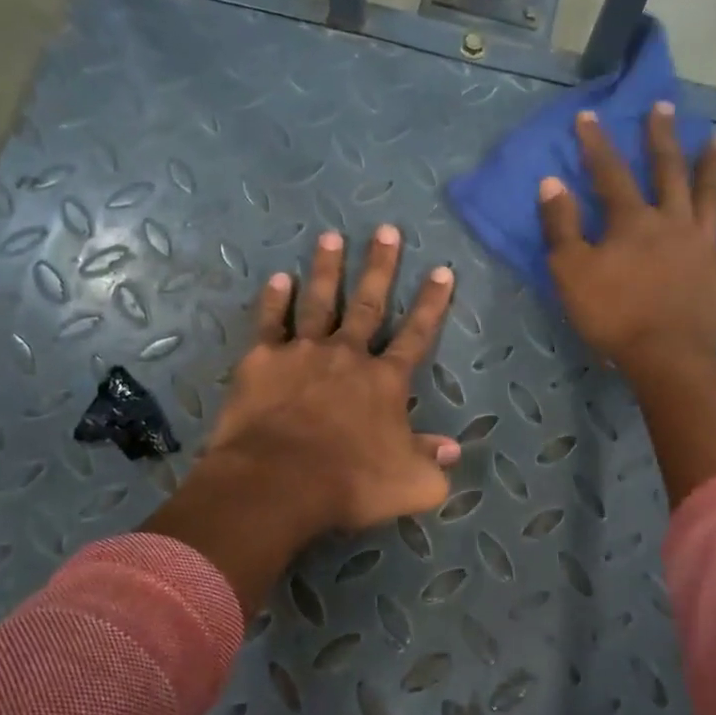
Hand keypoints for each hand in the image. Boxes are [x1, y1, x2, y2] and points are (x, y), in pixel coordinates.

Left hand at [207, 226, 459, 532]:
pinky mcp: (262, 362)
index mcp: (385, 381)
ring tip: (331, 237)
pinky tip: (278, 279)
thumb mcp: (411, 484)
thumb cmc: (351, 482)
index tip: (442, 270)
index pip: (417, 335)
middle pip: (369, 304)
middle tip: (386, 230)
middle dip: (380, 267)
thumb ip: (432, 462)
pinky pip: (270, 323)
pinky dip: (274, 300)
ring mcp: (303, 353)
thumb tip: (452, 449)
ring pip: (319, 302)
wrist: (279, 481)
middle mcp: (347, 356)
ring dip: (327, 270)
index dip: (432, 304)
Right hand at [537, 103, 715, 378]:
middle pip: (669, 172)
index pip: (610, 173)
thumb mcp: (570, 272)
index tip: (589, 116)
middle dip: (663, 138)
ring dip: (715, 168)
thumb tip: (552, 182)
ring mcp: (705, 246)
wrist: (665, 356)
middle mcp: (674, 222)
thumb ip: (561, 226)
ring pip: (712, 198)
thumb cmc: (612, 315)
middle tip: (665, 108)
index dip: (597, 144)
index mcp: (633, 222)